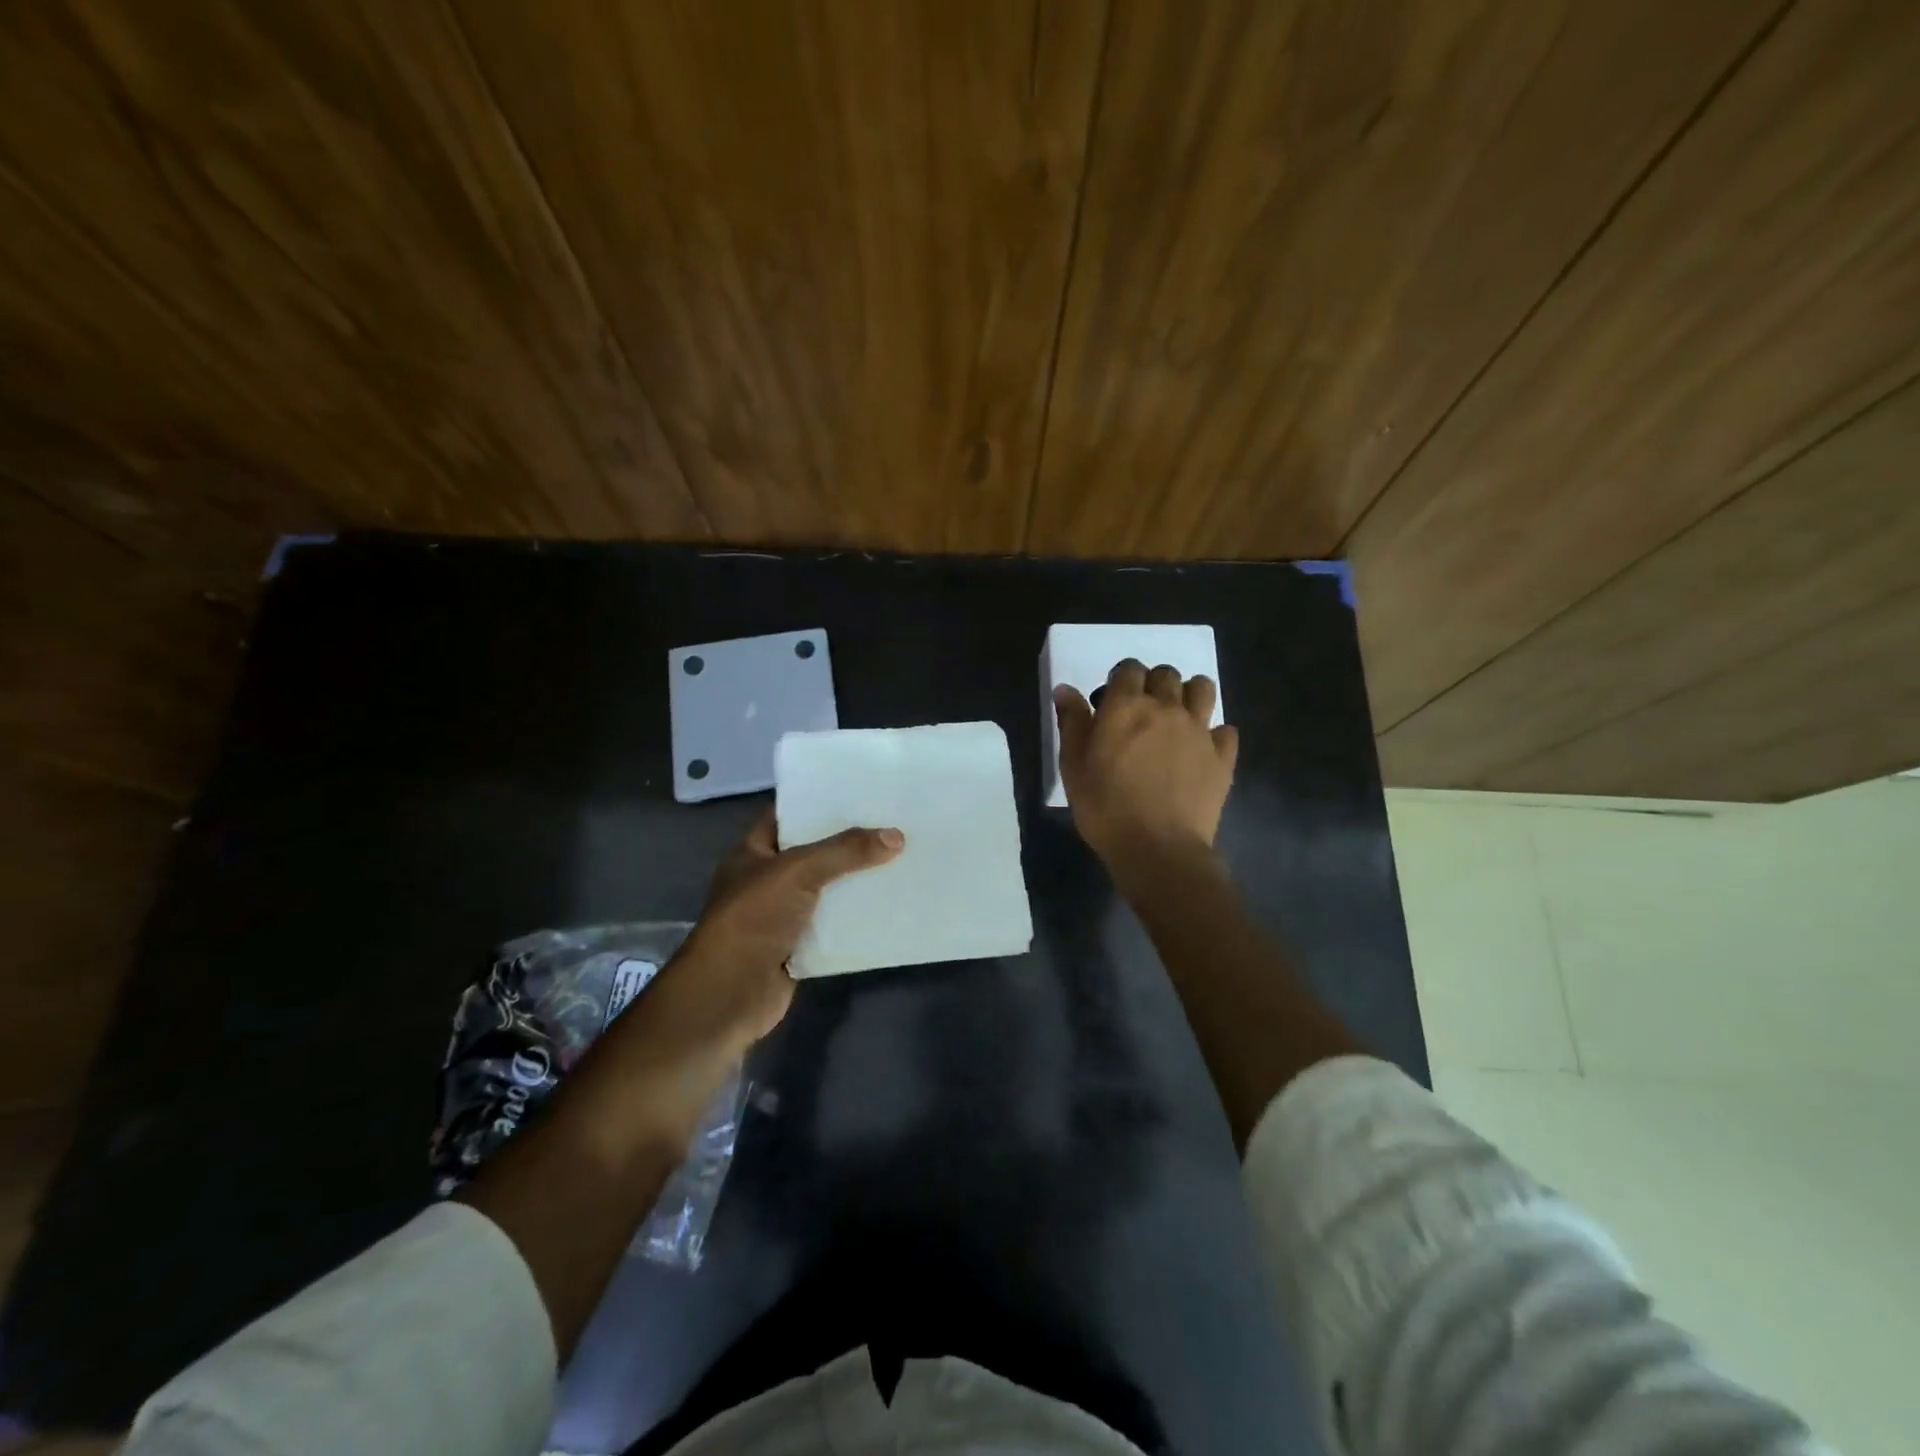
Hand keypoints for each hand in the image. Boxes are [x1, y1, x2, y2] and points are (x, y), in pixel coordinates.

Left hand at [656, 807, 903, 1052]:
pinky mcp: (798, 946)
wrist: (729, 993)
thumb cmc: (753, 918)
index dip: (818, 802)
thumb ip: (846, 851)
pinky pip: (834, 925)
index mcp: (753, 852)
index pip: (787, 815)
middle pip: (813, 853)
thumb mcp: (798, 871)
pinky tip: (890, 905)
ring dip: (856, 881)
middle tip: (891, 823)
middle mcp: (766, 880)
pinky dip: (856, 919)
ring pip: (826, 890)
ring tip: (900, 858)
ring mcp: (781, 915)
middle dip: (848, 842)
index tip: (858, 791)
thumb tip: (897, 836)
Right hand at [1053, 660, 1237, 869]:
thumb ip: (1072, 722)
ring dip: (1189, 694)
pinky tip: (1201, 749)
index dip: (1121, 679)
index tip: (1112, 699)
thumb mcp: (1073, 765)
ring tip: (1176, 717)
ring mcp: (1199, 730)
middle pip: (1166, 675)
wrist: (1158, 848)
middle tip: (1142, 710)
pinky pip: (1225, 730)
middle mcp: (1167, 708)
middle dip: (1154, 683)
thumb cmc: (1105, 806)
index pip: (1128, 669)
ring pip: (1203, 689)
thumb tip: (1065, 689)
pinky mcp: (1222, 757)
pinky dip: (1214, 734)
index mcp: (1127, 706)